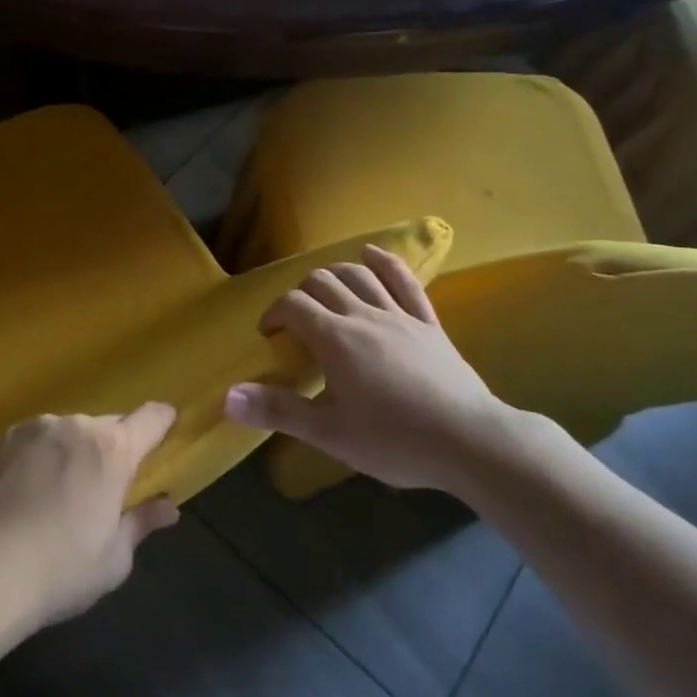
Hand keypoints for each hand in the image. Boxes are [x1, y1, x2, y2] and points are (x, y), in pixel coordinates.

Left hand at [0, 404, 180, 634]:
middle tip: (108, 487)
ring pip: (72, 432)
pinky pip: (40, 438)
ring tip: (62, 492)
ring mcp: (39, 427)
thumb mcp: (114, 558)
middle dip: (115, 449)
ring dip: (77, 451)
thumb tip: (169, 507)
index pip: (152, 417)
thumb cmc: (61, 569)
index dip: (164, 422)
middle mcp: (78, 425)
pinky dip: (45, 455)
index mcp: (113, 449)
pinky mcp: (7, 437)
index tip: (167, 433)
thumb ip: (142, 523)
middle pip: (110, 425)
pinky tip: (31, 490)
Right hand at [224, 244, 514, 493]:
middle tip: (297, 322)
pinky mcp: (428, 321)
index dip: (274, 314)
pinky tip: (371, 255)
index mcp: (335, 339)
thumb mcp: (329, 433)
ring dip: (334, 274)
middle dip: (300, 294)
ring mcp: (398, 314)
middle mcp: (363, 315)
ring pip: (358, 274)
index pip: (292, 306)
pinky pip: (404, 281)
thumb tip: (226, 398)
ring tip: (324, 291)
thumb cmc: (395, 440)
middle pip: (321, 282)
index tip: (270, 337)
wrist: (470, 441)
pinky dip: (384, 263)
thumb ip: (277, 411)